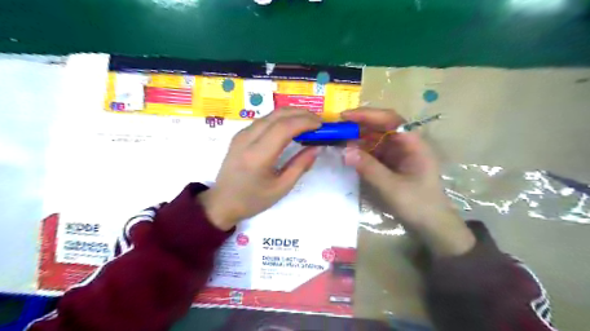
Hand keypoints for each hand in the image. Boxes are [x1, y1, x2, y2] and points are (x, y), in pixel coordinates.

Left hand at [200, 107, 319, 230]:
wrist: (222, 202)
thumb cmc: (253, 199)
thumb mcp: (281, 188)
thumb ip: (300, 165)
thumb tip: (317, 147)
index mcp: (258, 156)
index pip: (284, 127)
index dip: (305, 122)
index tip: (321, 125)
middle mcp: (247, 139)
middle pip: (277, 115)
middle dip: (301, 113)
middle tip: (318, 121)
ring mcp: (241, 134)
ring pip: (270, 114)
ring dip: (291, 114)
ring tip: (308, 122)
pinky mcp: (240, 134)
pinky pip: (263, 120)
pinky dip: (280, 118)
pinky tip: (290, 126)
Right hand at [341, 108, 473, 254]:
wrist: (431, 226)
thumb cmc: (418, 205)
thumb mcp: (392, 187)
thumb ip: (369, 168)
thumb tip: (345, 151)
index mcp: (413, 144)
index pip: (390, 119)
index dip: (367, 115)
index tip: (345, 117)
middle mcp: (406, 144)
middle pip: (381, 126)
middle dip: (359, 126)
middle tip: (337, 129)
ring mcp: (398, 154)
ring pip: (376, 139)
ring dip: (358, 138)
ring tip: (338, 141)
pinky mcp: (392, 164)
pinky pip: (374, 152)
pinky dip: (361, 151)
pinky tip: (349, 154)